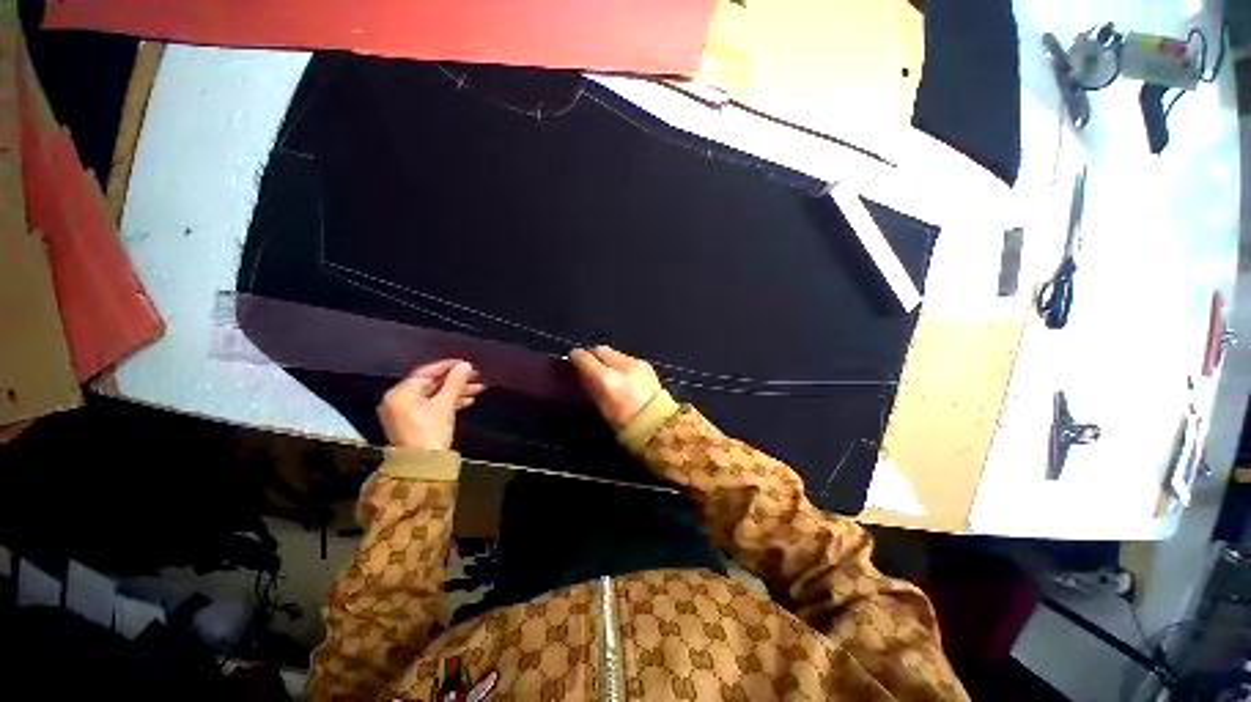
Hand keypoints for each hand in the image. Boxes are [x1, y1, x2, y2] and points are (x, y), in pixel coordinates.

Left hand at [377, 360, 484, 450]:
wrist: (423, 466)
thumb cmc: (430, 431)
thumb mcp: (445, 404)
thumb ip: (455, 382)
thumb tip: (465, 365)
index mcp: (400, 393)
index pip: (425, 372)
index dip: (447, 366)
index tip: (465, 363)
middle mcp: (399, 400)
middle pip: (430, 384)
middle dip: (454, 380)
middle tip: (475, 376)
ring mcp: (406, 412)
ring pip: (434, 395)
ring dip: (455, 391)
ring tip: (477, 389)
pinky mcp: (414, 422)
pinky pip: (432, 405)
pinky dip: (449, 402)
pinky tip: (467, 400)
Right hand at [569, 346, 661, 430]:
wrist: (658, 426)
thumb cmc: (625, 425)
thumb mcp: (600, 407)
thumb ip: (590, 386)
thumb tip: (582, 375)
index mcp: (606, 380)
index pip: (584, 358)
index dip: (576, 358)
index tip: (573, 361)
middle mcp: (621, 367)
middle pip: (600, 350)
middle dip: (593, 356)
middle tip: (588, 367)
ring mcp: (636, 363)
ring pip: (614, 353)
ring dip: (608, 359)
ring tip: (606, 373)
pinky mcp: (647, 365)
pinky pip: (627, 359)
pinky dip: (621, 364)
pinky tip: (623, 376)